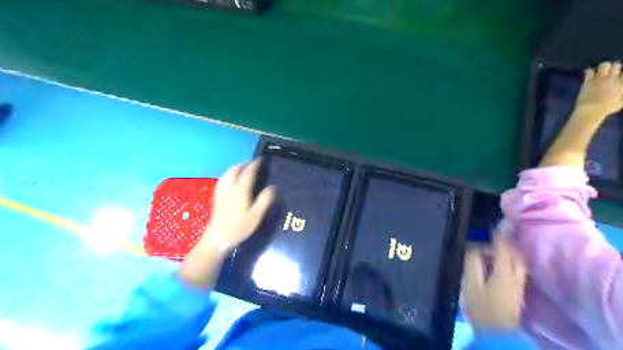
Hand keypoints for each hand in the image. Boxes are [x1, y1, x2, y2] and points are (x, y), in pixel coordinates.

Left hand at [177, 160, 274, 288]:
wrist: (218, 238)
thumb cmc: (239, 227)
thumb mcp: (256, 215)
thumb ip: (265, 200)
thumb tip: (273, 188)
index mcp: (241, 189)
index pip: (248, 172)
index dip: (255, 165)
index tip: (261, 159)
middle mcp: (230, 187)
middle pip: (235, 170)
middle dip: (244, 164)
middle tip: (252, 163)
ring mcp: (222, 192)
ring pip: (227, 174)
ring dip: (235, 168)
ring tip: (242, 168)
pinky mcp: (217, 198)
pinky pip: (222, 180)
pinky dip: (228, 175)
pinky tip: (229, 180)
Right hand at [461, 238, 524, 333]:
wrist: (497, 333)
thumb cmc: (481, 307)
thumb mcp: (471, 285)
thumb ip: (472, 264)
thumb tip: (472, 247)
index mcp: (503, 273)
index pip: (503, 249)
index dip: (497, 237)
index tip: (488, 228)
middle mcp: (515, 276)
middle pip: (515, 254)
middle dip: (505, 243)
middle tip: (492, 236)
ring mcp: (518, 285)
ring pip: (518, 262)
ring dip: (508, 252)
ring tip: (494, 247)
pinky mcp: (518, 291)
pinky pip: (517, 269)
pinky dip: (509, 261)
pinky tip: (499, 262)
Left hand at [574, 62, 622, 117]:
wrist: (590, 110)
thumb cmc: (606, 109)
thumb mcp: (620, 102)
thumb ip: (622, 95)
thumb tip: (621, 91)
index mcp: (621, 84)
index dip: (620, 74)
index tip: (618, 76)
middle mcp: (612, 79)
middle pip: (616, 65)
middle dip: (614, 67)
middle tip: (610, 72)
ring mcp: (599, 79)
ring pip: (604, 65)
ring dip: (603, 68)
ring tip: (601, 72)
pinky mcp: (588, 82)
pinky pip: (589, 71)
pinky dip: (590, 71)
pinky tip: (590, 74)